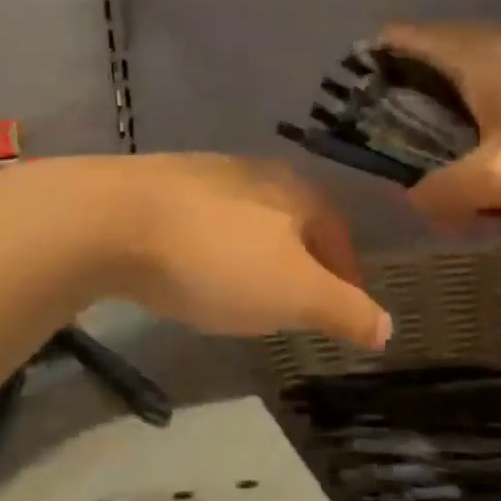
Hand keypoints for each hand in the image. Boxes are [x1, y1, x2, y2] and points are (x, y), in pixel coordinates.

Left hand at [96, 155, 391, 349]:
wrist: (113, 220)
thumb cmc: (218, 258)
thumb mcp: (295, 293)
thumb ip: (344, 309)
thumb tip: (387, 326)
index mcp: (295, 192)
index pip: (337, 233)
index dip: (347, 275)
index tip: (344, 311)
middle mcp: (252, 173)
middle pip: (292, 223)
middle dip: (301, 264)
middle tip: (297, 306)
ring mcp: (201, 176)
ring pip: (245, 222)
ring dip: (254, 256)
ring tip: (246, 294)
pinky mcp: (156, 188)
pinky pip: (201, 223)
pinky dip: (211, 250)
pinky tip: (193, 271)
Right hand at [378, 23, 500, 226]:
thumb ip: (448, 192)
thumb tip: (414, 201)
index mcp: (473, 53)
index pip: (397, 39)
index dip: (367, 69)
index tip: (359, 116)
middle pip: (437, 63)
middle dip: (416, 110)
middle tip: (410, 162)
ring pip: (486, 80)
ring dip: (466, 122)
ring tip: (468, 174)